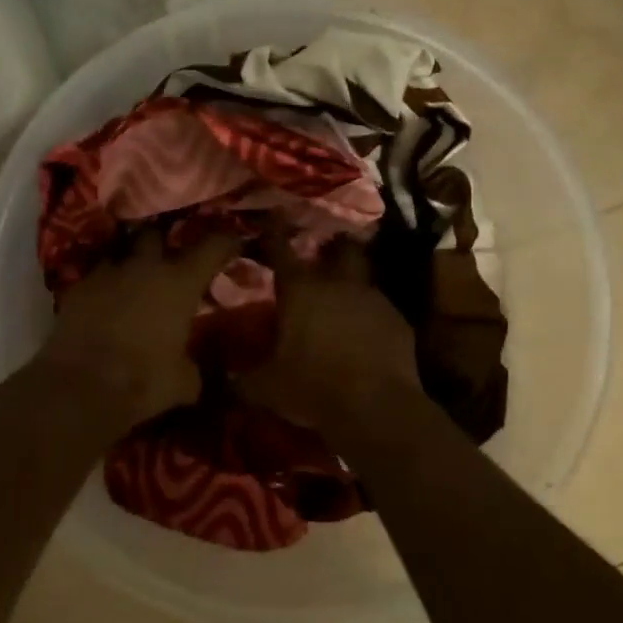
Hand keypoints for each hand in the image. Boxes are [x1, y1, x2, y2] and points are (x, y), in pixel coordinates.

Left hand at [38, 231, 241, 430]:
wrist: (80, 387)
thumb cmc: (143, 381)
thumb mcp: (183, 382)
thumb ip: (192, 367)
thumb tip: (192, 371)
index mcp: (180, 283)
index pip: (212, 246)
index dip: (225, 241)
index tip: (232, 242)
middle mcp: (144, 267)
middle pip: (156, 234)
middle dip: (163, 242)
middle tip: (169, 259)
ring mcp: (106, 273)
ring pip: (120, 253)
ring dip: (129, 263)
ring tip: (133, 280)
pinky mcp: (76, 288)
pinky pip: (95, 278)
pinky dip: (103, 287)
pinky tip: (104, 304)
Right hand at [239, 239, 422, 434]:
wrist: (376, 407)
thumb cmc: (313, 388)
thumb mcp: (266, 388)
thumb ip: (242, 378)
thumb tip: (224, 379)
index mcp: (300, 290)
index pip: (281, 250)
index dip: (274, 231)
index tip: (273, 216)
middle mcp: (337, 284)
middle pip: (339, 248)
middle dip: (333, 246)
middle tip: (325, 253)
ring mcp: (373, 299)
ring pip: (363, 276)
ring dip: (353, 282)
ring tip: (346, 296)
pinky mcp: (398, 320)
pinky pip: (381, 308)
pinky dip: (371, 314)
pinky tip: (367, 332)